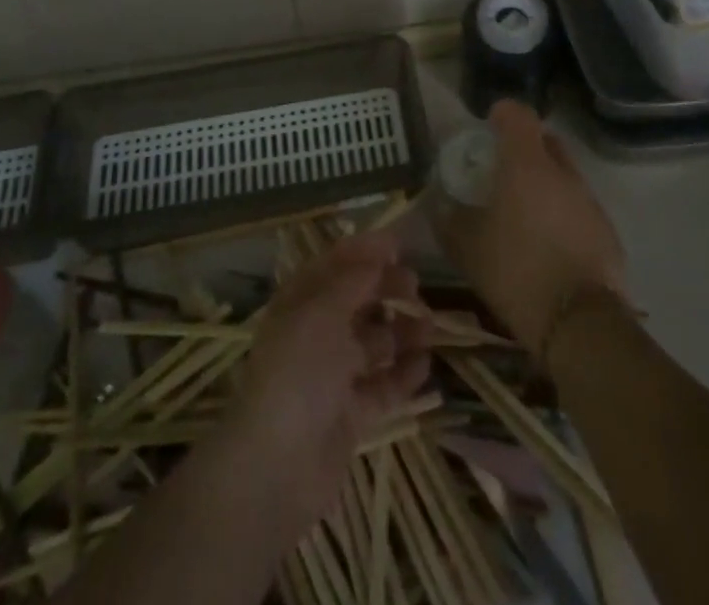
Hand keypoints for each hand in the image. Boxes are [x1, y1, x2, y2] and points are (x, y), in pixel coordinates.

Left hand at [223, 231, 430, 530]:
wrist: (279, 465)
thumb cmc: (298, 372)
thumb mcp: (322, 312)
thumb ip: (352, 280)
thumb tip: (377, 254)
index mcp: (299, 304)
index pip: (332, 267)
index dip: (362, 251)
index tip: (397, 243)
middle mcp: (314, 335)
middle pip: (356, 302)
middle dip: (385, 289)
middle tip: (416, 284)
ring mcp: (333, 376)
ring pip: (374, 343)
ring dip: (401, 331)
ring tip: (429, 327)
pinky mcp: (351, 414)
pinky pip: (383, 385)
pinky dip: (404, 373)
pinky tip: (426, 363)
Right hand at [437, 100, 626, 357]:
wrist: (579, 323)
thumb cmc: (515, 270)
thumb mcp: (465, 246)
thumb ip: (449, 218)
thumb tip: (440, 204)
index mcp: (526, 163)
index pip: (519, 114)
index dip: (502, 113)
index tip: (488, 125)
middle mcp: (563, 172)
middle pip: (545, 141)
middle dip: (525, 148)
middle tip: (502, 170)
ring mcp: (590, 201)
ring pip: (564, 176)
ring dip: (545, 183)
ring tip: (524, 212)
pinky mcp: (607, 231)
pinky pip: (579, 207)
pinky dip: (562, 213)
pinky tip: (548, 243)